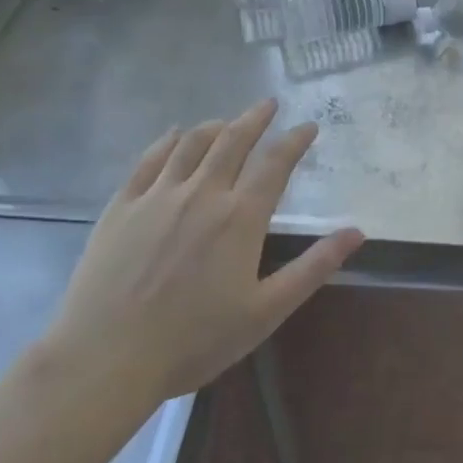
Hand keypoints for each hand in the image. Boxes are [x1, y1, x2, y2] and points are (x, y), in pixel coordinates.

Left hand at [38, 99, 363, 422]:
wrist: (105, 359)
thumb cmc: (194, 340)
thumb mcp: (266, 311)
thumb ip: (313, 267)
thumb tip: (356, 232)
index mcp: (240, 217)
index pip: (275, 163)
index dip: (295, 140)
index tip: (308, 126)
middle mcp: (202, 194)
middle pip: (233, 141)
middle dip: (255, 118)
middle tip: (269, 104)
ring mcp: (157, 196)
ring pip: (192, 144)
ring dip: (215, 126)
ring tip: (228, 121)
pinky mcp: (121, 207)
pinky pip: (148, 160)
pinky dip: (167, 141)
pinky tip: (174, 135)